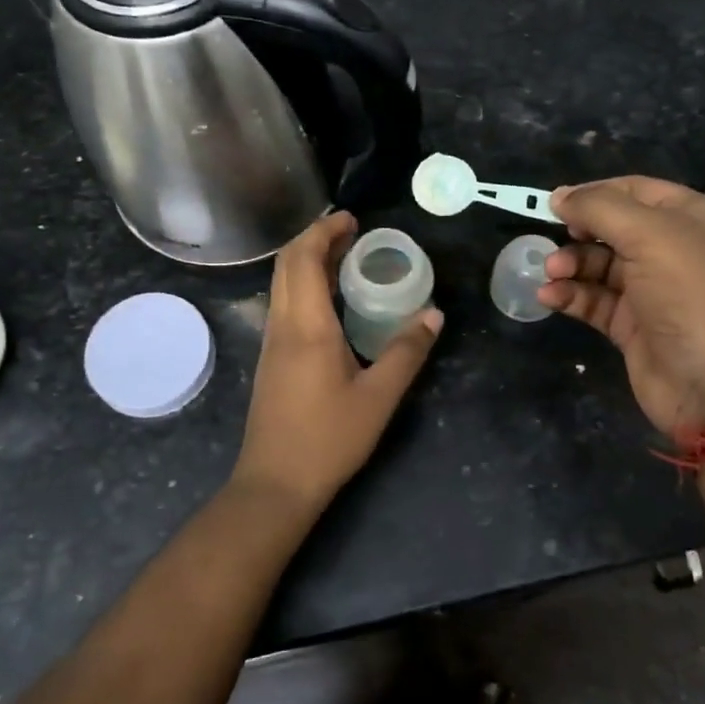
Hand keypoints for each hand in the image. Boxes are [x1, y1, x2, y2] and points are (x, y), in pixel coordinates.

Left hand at [232, 212, 442, 510]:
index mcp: (307, 326)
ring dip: (308, 261)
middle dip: (315, 238)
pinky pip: (284, 304)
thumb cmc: (329, 439)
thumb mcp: (379, 397)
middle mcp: (282, 325)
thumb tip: (434, 314)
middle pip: (287, 264)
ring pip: (281, 284)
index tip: (352, 219)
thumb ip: (407, 352)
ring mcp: (271, 343)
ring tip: (344, 258)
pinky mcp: (270, 361)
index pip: (305, 258)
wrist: (275, 484)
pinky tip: (330, 302)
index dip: (325, 231)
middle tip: (351, 231)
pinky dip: (304, 285)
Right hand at [538, 177, 704, 434]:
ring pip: (599, 265)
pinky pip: (595, 300)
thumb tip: (559, 196)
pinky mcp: (634, 326)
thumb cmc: (693, 295)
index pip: (634, 190)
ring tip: (550, 273)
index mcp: (690, 217)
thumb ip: (600, 209)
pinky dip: (572, 296)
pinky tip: (550, 298)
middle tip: (550, 242)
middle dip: (578, 233)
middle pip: (613, 228)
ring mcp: (653, 290)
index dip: (594, 193)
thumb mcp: (650, 236)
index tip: (554, 204)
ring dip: (570, 265)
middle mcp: (673, 249)